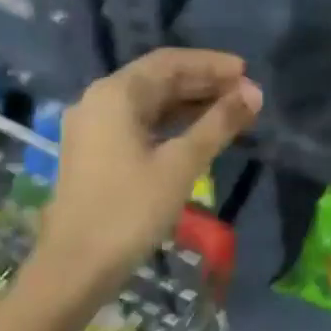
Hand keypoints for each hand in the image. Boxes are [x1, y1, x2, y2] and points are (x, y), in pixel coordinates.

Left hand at [38, 49, 260, 290]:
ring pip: (150, 103)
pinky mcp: (96, 153)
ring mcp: (94, 127)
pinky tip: (200, 133)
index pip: (170, 62)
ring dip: (190, 103)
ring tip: (231, 111)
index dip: (211, 64)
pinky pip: (140, 124)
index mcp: (115, 94)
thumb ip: (219, 124)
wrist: (76, 267)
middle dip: (204, 83)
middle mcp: (99, 101)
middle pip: (158, 79)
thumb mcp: (181, 164)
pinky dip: (172, 123)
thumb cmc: (130, 210)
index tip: (247, 71)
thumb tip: (254, 92)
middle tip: (246, 94)